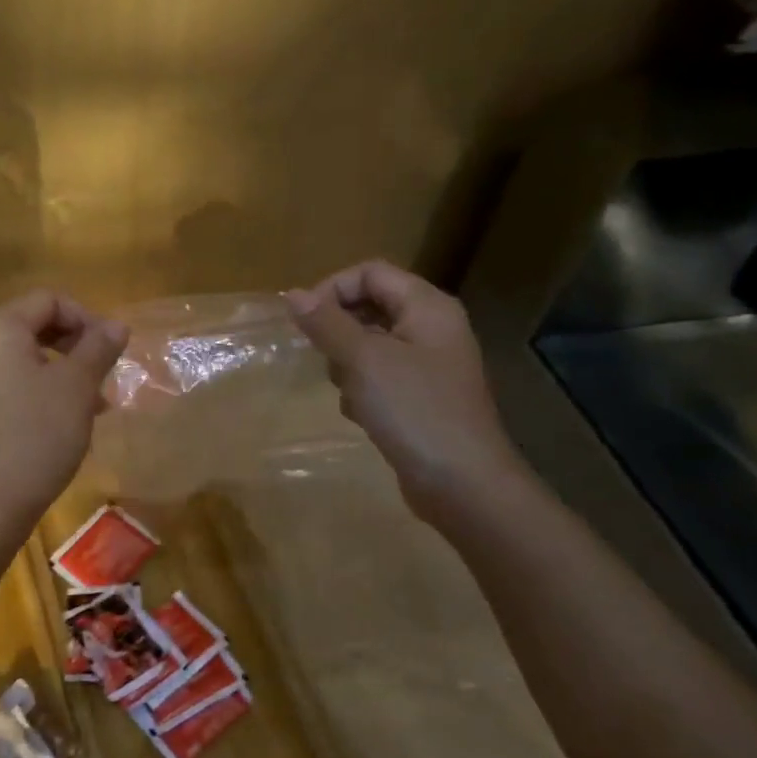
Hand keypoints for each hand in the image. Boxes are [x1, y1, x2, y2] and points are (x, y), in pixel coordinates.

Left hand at [0, 291, 128, 548]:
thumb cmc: (34, 436)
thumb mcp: (76, 388)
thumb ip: (97, 348)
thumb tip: (116, 324)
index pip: (48, 299)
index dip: (86, 317)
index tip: (112, 350)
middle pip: (35, 326)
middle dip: (76, 347)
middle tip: (105, 375)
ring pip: (26, 360)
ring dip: (65, 374)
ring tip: (96, 406)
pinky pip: (12, 386)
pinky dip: (43, 394)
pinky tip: (67, 425)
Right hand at [284, 261, 529, 522]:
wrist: (463, 485)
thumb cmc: (414, 410)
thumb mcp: (363, 360)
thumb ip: (326, 323)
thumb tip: (292, 295)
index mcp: (427, 307)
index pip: (370, 272)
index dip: (333, 288)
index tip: (304, 321)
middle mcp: (432, 328)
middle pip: (370, 305)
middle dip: (338, 329)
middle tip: (323, 356)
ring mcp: (428, 364)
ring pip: (369, 344)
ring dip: (347, 363)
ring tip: (347, 389)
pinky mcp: (421, 397)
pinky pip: (379, 376)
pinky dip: (363, 388)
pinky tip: (362, 413)